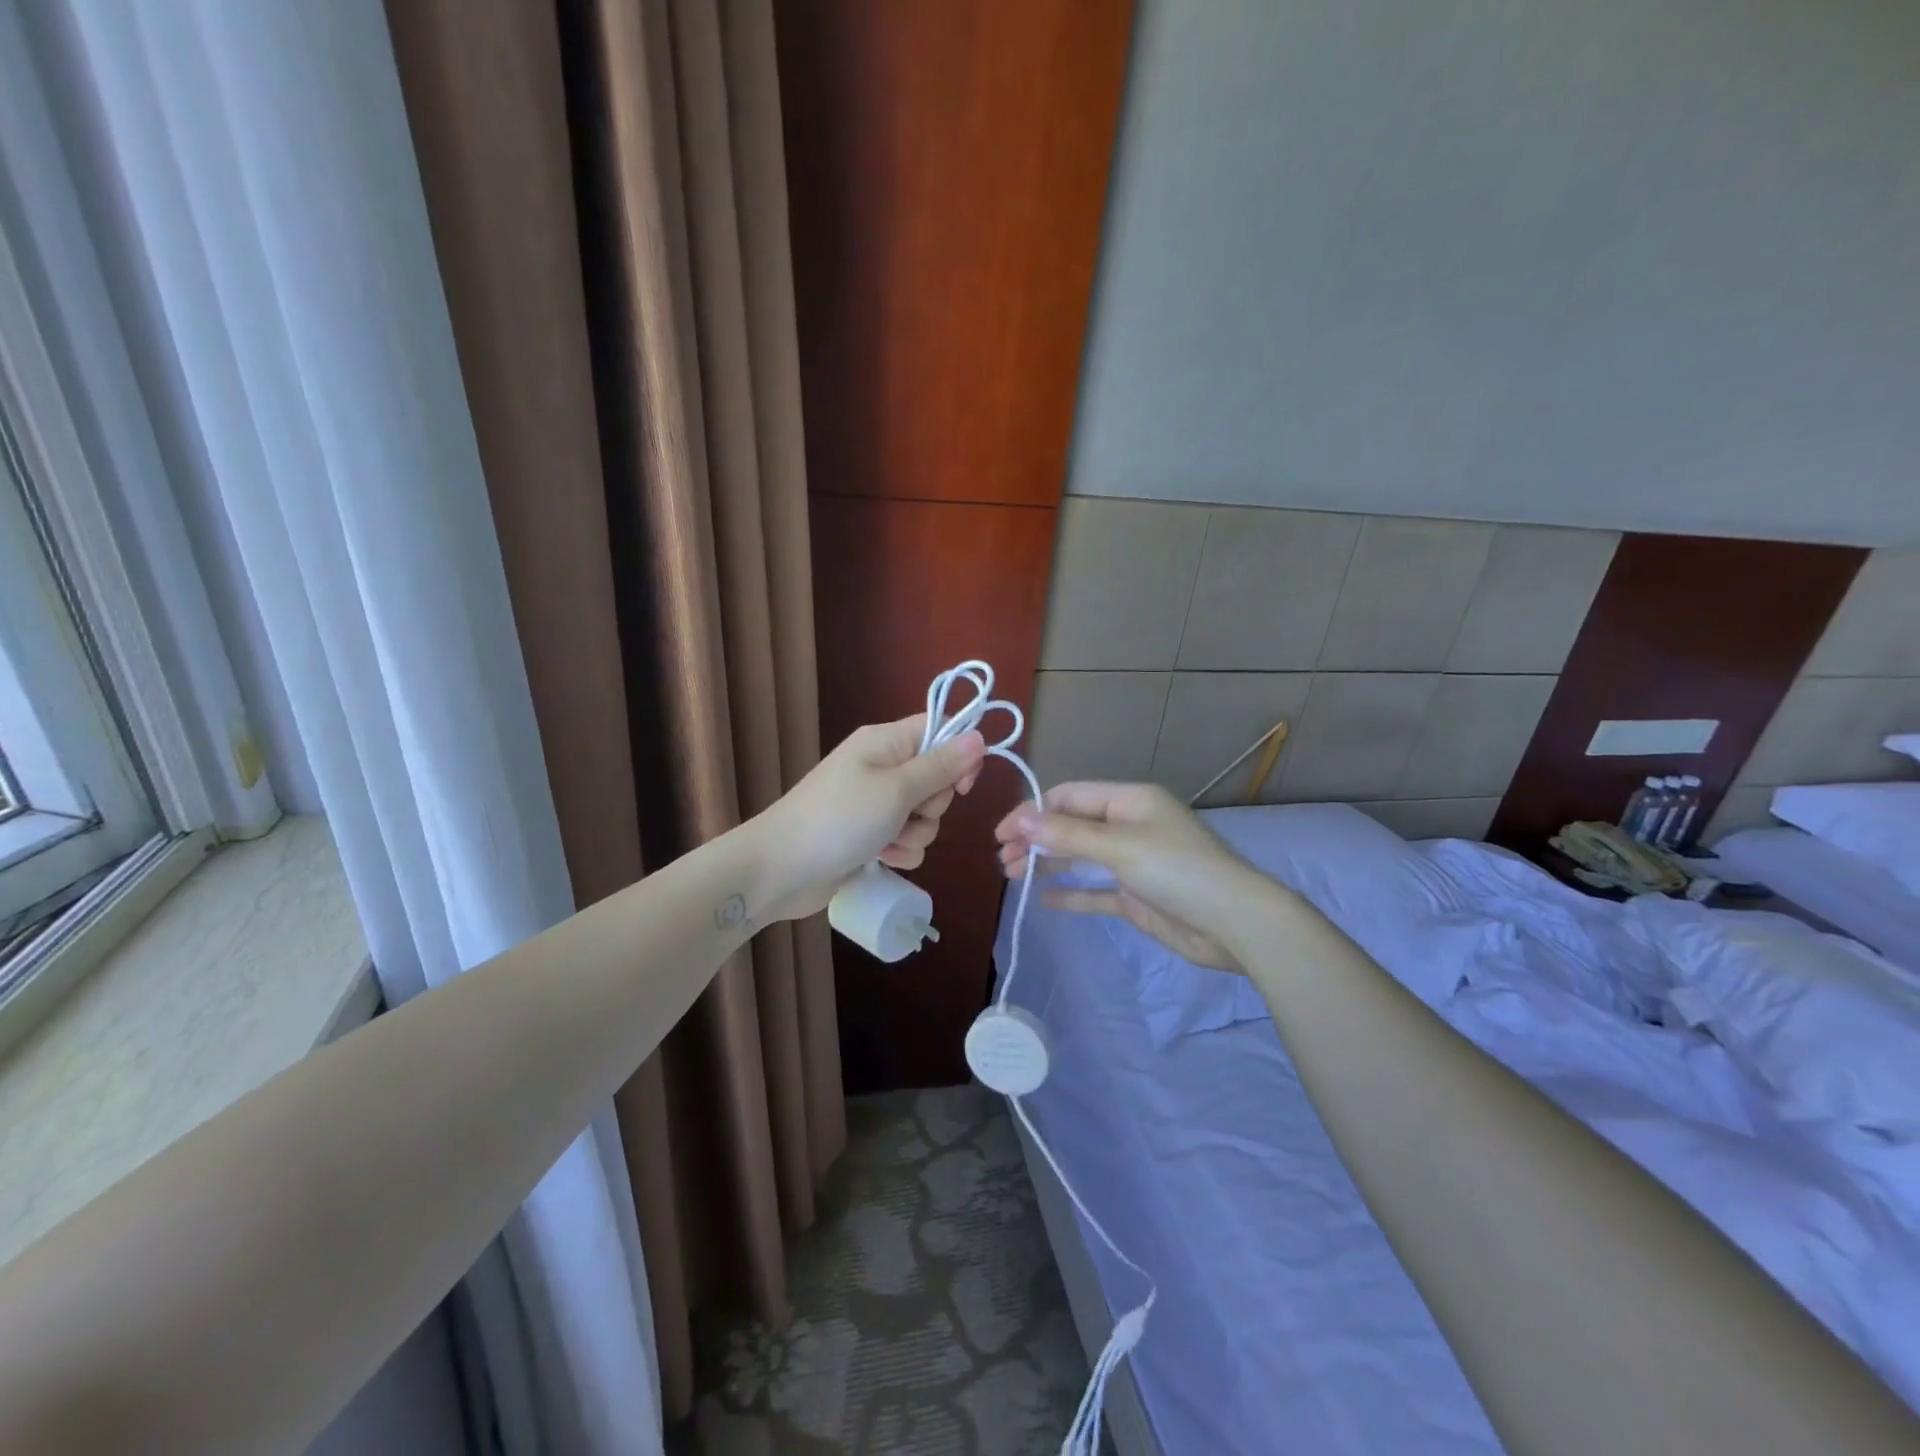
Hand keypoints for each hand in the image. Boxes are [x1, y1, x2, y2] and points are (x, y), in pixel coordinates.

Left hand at [753, 715, 985, 922]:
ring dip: (916, 834)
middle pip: (936, 778)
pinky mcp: (870, 835)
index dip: (959, 755)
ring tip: (888, 842)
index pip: (939, 731)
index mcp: (885, 742)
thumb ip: (940, 766)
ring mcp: (874, 803)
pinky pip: (906, 839)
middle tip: (908, 813)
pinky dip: (900, 851)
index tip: (962, 785)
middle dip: (933, 804)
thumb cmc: (839, 820)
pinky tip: (883, 859)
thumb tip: (979, 735)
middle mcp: (881, 767)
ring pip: (924, 815)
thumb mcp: (896, 790)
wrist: (780, 870)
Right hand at [995, 782, 1280, 971]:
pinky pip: (1095, 890)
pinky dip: (1071, 891)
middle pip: (1071, 826)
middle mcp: (1128, 825)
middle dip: (1037, 839)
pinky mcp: (1136, 895)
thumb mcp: (1120, 847)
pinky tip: (1044, 898)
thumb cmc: (1179, 871)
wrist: (1235, 924)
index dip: (1033, 811)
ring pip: (1079, 856)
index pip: (1069, 796)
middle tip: (1004, 862)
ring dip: (1048, 863)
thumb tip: (1020, 820)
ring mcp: (1132, 861)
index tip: (1002, 834)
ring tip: (1014, 876)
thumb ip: (1068, 835)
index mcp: (1129, 800)